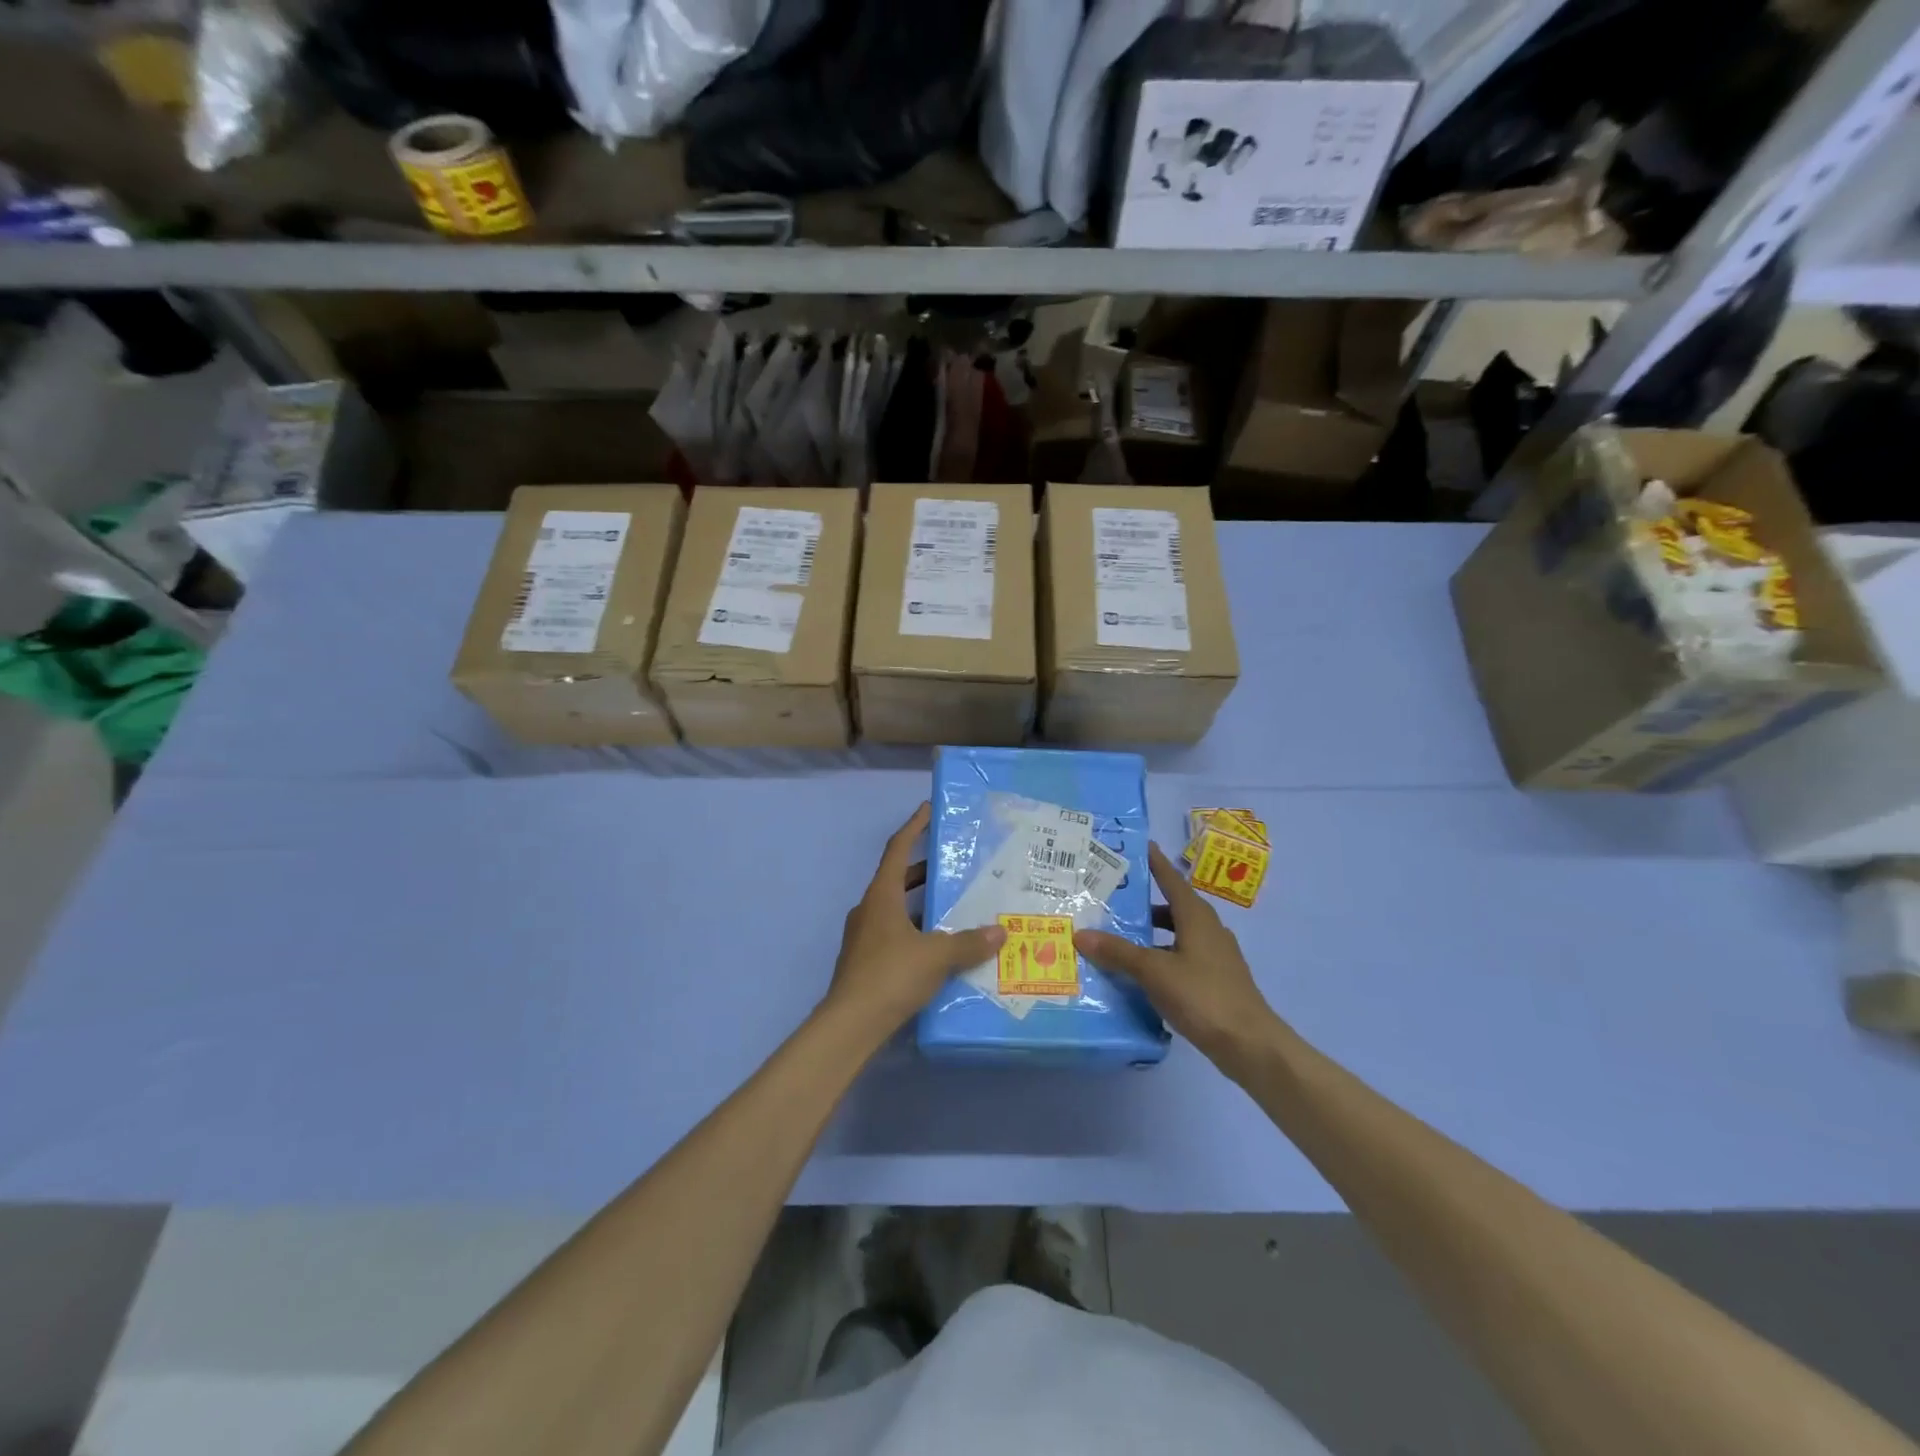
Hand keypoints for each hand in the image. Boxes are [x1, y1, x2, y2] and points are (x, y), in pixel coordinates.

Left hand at [824, 803, 1005, 1039]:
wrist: (850, 1024)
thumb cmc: (891, 976)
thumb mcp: (937, 956)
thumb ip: (969, 942)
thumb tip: (1000, 931)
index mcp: (881, 896)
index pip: (897, 849)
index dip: (913, 827)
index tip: (928, 809)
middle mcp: (869, 909)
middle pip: (897, 878)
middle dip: (923, 869)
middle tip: (954, 864)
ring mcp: (864, 936)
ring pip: (896, 909)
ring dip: (921, 903)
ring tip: (953, 905)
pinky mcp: (866, 960)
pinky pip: (895, 933)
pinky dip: (916, 931)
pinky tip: (939, 947)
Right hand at [1075, 842, 1281, 1068]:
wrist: (1249, 1044)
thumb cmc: (1203, 996)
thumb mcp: (1154, 971)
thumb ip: (1118, 952)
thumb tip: (1081, 934)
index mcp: (1196, 917)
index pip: (1171, 879)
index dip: (1155, 863)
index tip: (1140, 846)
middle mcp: (1208, 930)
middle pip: (1172, 907)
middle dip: (1145, 902)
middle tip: (1113, 899)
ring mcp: (1214, 957)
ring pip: (1176, 935)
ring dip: (1151, 934)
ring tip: (1118, 938)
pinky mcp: (1215, 981)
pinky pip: (1181, 958)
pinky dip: (1160, 958)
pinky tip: (1140, 974)